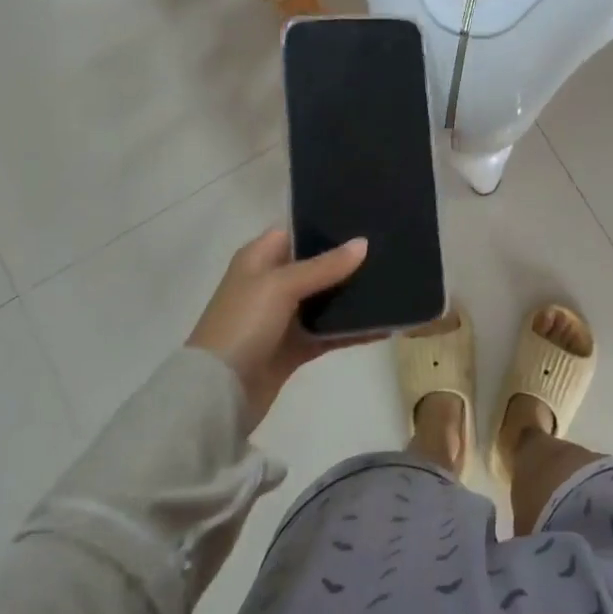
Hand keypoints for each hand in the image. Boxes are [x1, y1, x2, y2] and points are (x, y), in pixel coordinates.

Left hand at [187, 228, 369, 429]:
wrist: (218, 394)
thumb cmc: (242, 324)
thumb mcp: (280, 286)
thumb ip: (324, 266)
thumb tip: (363, 243)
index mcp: (259, 258)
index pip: (296, 231)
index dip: (327, 225)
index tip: (365, 220)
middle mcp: (271, 283)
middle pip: (316, 265)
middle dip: (348, 260)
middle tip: (389, 249)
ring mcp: (283, 317)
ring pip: (325, 299)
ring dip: (353, 295)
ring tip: (394, 281)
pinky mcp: (295, 347)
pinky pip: (329, 332)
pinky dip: (352, 329)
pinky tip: (383, 325)